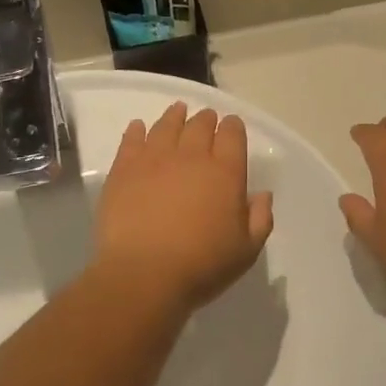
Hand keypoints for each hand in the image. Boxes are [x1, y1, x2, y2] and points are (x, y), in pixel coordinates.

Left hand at [92, 102, 273, 315]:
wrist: (143, 274)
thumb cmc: (201, 265)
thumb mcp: (246, 251)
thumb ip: (260, 219)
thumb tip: (261, 195)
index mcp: (225, 172)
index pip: (232, 134)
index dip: (233, 127)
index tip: (231, 127)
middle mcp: (191, 156)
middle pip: (200, 125)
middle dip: (206, 119)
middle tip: (206, 119)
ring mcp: (154, 159)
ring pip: (166, 126)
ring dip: (175, 116)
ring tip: (178, 110)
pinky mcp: (124, 169)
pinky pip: (131, 140)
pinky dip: (137, 130)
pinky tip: (138, 127)